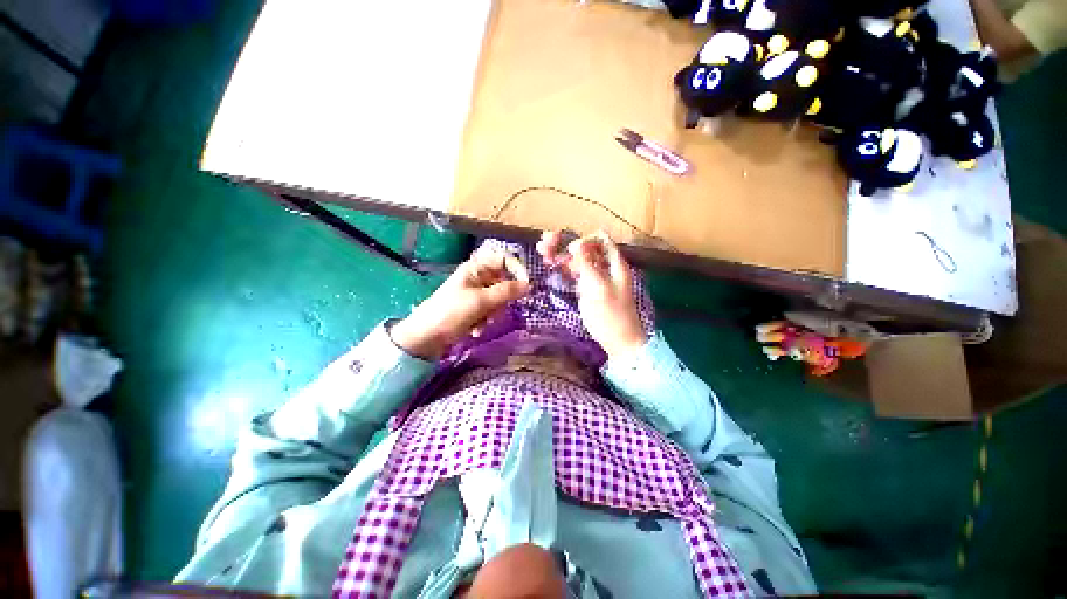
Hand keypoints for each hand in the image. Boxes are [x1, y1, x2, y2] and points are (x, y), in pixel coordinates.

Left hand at [390, 249, 530, 359]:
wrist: (426, 337)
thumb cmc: (451, 312)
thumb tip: (528, 285)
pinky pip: (491, 310)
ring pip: (499, 298)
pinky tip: (476, 329)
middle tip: (496, 310)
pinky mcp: (474, 308)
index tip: (527, 286)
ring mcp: (476, 293)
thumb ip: (506, 291)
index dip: (517, 269)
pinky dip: (486, 319)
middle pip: (504, 281)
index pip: (504, 259)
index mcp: (476, 268)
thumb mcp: (481, 301)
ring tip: (483, 321)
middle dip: (503, 299)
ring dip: (494, 312)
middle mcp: (477, 277)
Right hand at [537, 230, 646, 357]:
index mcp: (614, 263)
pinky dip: (564, 268)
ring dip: (562, 255)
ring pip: (578, 259)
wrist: (618, 340)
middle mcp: (604, 266)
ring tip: (543, 254)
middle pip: (585, 247)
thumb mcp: (598, 287)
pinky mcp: (587, 288)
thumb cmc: (611, 315)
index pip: (600, 239)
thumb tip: (576, 242)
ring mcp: (595, 277)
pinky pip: (576, 272)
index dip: (583, 240)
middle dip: (566, 244)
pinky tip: (551, 265)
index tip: (569, 250)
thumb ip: (587, 263)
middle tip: (545, 245)